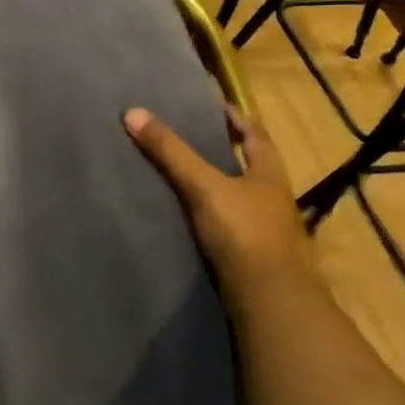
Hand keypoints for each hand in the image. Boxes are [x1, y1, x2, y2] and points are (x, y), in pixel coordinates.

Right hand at [124, 103, 317, 306]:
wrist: (267, 299)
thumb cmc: (243, 231)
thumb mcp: (203, 185)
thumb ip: (170, 152)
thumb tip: (133, 112)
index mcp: (269, 174)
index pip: (255, 135)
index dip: (236, 118)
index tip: (214, 105)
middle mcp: (272, 198)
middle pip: (248, 165)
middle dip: (224, 150)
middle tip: (190, 136)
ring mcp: (264, 229)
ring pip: (238, 196)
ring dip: (216, 184)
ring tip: (181, 173)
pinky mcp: (250, 255)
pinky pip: (227, 224)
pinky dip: (209, 214)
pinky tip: (186, 215)